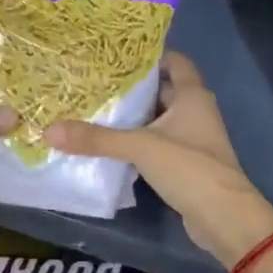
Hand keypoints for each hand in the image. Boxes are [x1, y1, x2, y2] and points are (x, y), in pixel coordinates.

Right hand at [46, 53, 272, 269]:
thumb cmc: (189, 167)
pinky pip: (158, 143)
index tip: (117, 54)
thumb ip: (96, 139)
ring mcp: (193, 139)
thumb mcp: (140, 147)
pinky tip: (111, 143)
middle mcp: (195, 111)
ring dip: (134, 116)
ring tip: (96, 108)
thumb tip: (49, 130)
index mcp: (192, 95)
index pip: (174, 61)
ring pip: (159, 118)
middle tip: (97, 81)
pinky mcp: (186, 164)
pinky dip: (138, 141)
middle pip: (162, 89)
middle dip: (133, 87)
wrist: (224, 218)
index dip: (150, 55)